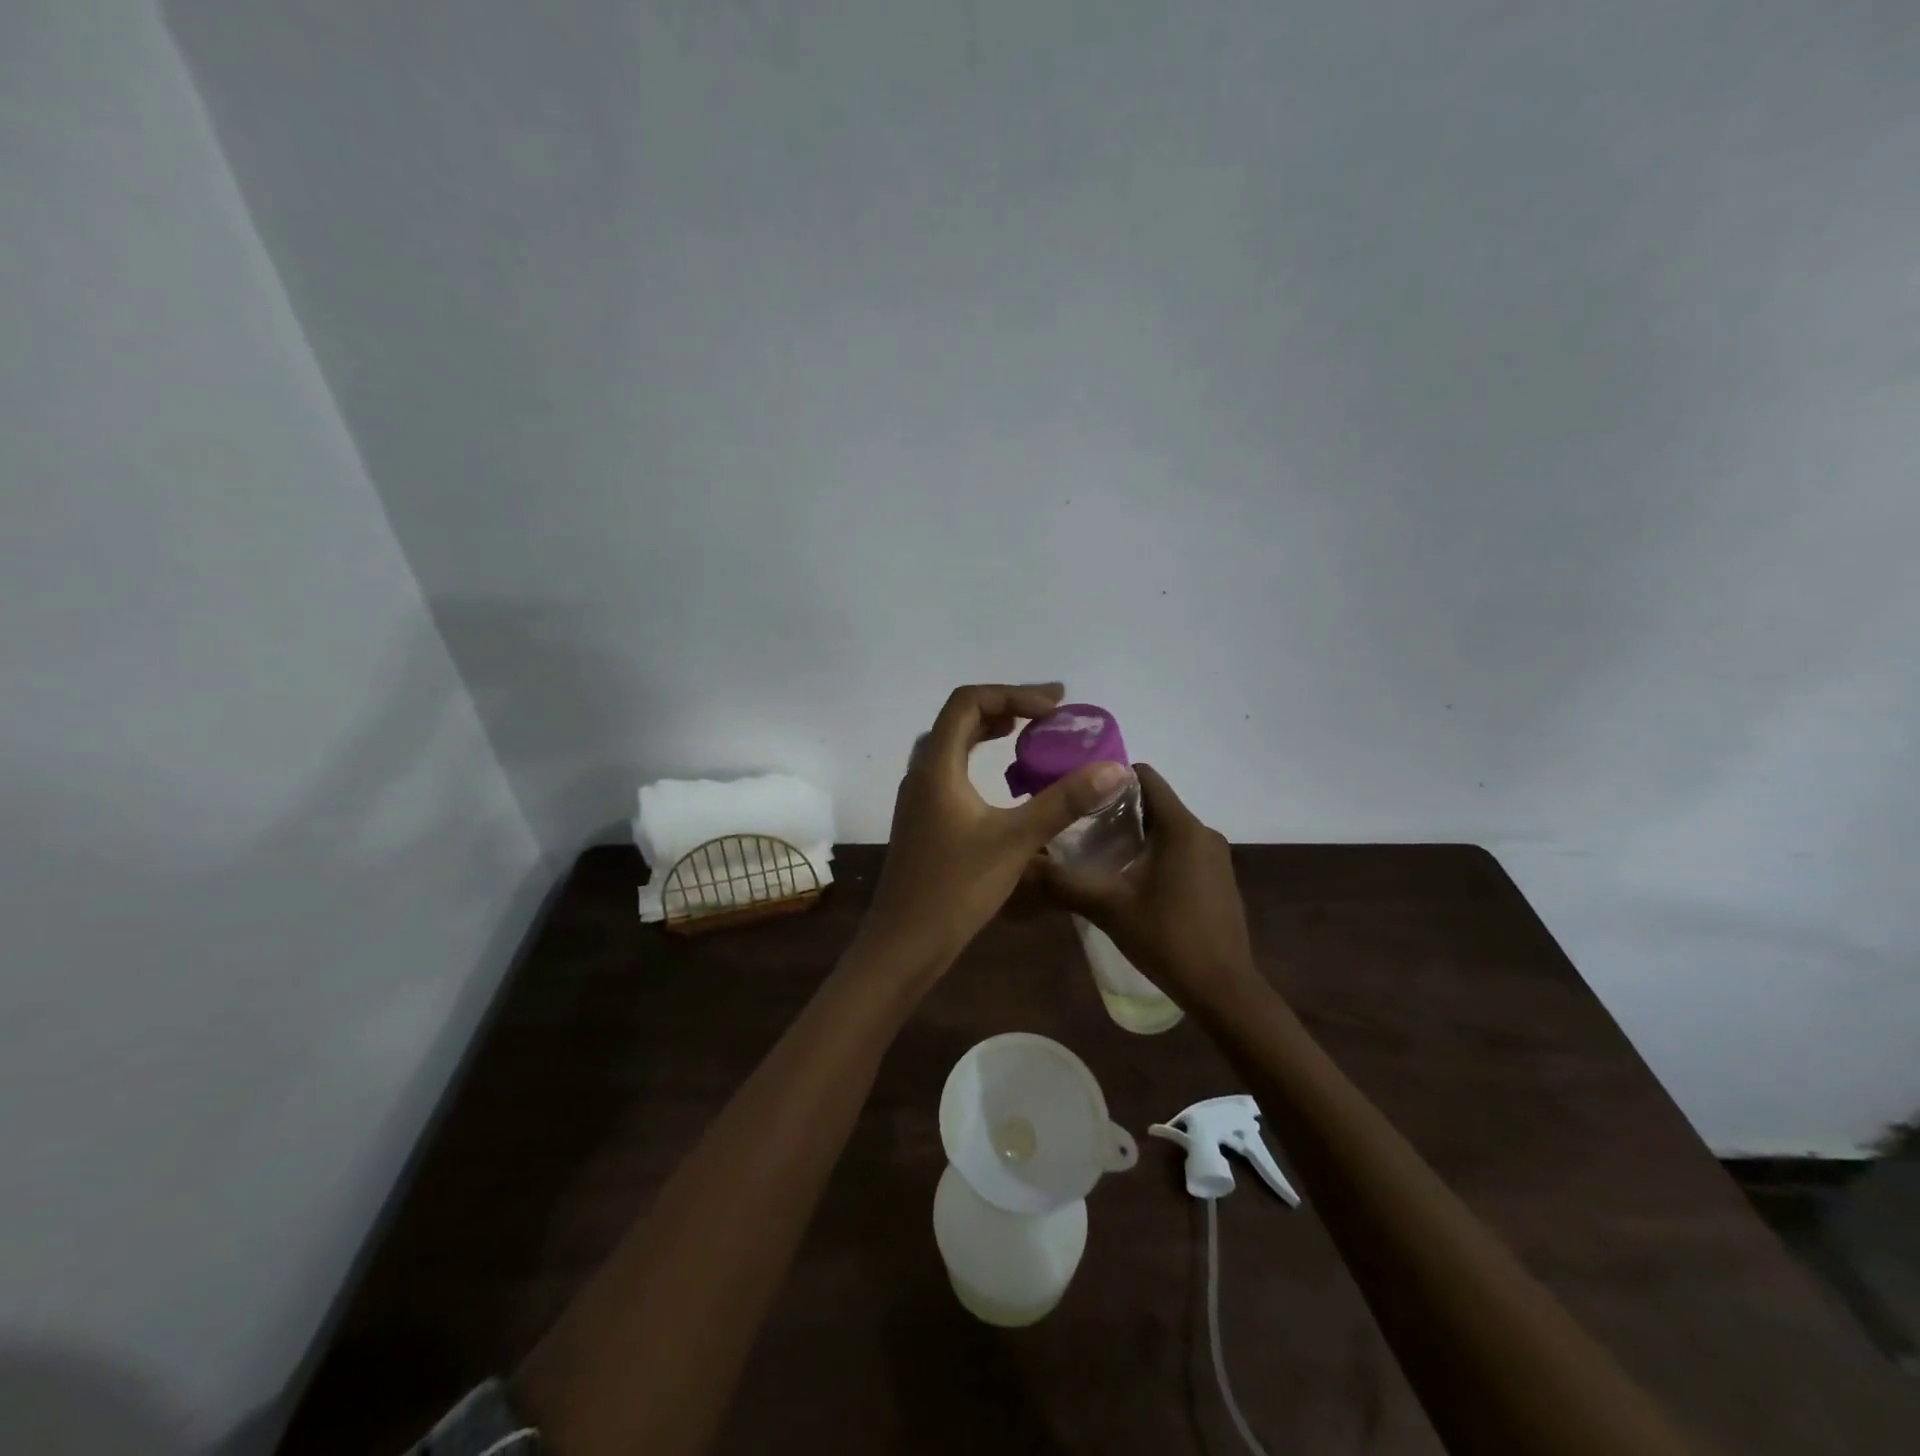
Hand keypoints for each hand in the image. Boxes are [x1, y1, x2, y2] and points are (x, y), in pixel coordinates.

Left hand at [864, 683, 1129, 971]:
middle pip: (960, 718)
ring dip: (990, 732)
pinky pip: (951, 771)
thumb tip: (1112, 768)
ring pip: (953, 745)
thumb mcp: (1016, 841)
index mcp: (937, 766)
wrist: (904, 943)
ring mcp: (919, 798)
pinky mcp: (923, 820)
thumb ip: (1063, 802)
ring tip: (1031, 736)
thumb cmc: (956, 888)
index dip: (1013, 693)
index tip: (1054, 707)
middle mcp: (922, 773)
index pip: (968, 702)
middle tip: (1050, 714)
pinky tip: (1006, 784)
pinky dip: (980, 760)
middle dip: (1006, 707)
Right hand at [1032, 763, 1259, 1008]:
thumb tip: (1024, 864)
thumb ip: (1065, 883)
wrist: (1223, 990)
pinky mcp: (1219, 877)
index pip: (1145, 777)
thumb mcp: (1108, 909)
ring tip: (1098, 854)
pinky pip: (1181, 849)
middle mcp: (1203, 832)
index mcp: (1181, 827)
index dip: (1110, 778)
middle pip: (1154, 802)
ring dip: (1135, 835)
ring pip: (1167, 828)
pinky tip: (1130, 880)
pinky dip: (1155, 853)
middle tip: (1078, 827)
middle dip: (1116, 810)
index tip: (1079, 794)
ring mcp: (1216, 856)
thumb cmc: (1167, 939)